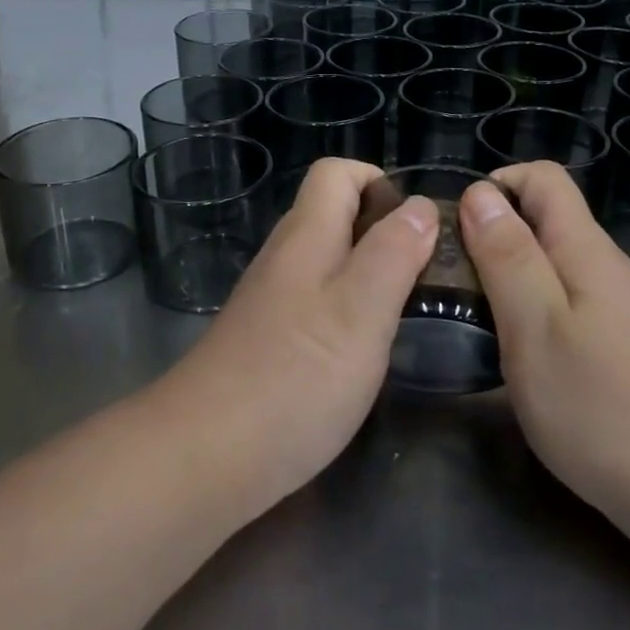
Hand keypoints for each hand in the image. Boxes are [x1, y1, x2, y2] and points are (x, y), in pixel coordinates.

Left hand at [156, 158, 436, 515]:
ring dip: (370, 272)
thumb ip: (393, 252)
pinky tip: (364, 351)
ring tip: (406, 312)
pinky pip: (316, 300)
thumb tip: (419, 204)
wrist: (204, 458)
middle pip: (334, 214)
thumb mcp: (362, 311)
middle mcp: (284, 256)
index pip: (337, 172)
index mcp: (306, 235)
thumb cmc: (295, 377)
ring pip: (328, 260)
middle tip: (425, 276)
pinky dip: (348, 310)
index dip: (380, 182)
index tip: (418, 226)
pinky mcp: (268, 339)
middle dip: (384, 231)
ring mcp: (271, 299)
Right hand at [457, 162, 629, 525]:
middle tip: (449, 279)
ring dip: (505, 274)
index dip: (496, 186)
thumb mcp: (536, 326)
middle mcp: (601, 266)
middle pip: (543, 219)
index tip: (456, 228)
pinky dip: (526, 308)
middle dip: (491, 234)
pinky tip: (510, 349)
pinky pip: (561, 301)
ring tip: (468, 314)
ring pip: (549, 263)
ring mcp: (612, 307)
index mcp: (583, 248)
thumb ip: (507, 256)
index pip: (542, 178)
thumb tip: (478, 193)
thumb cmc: (601, 406)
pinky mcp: (615, 343)